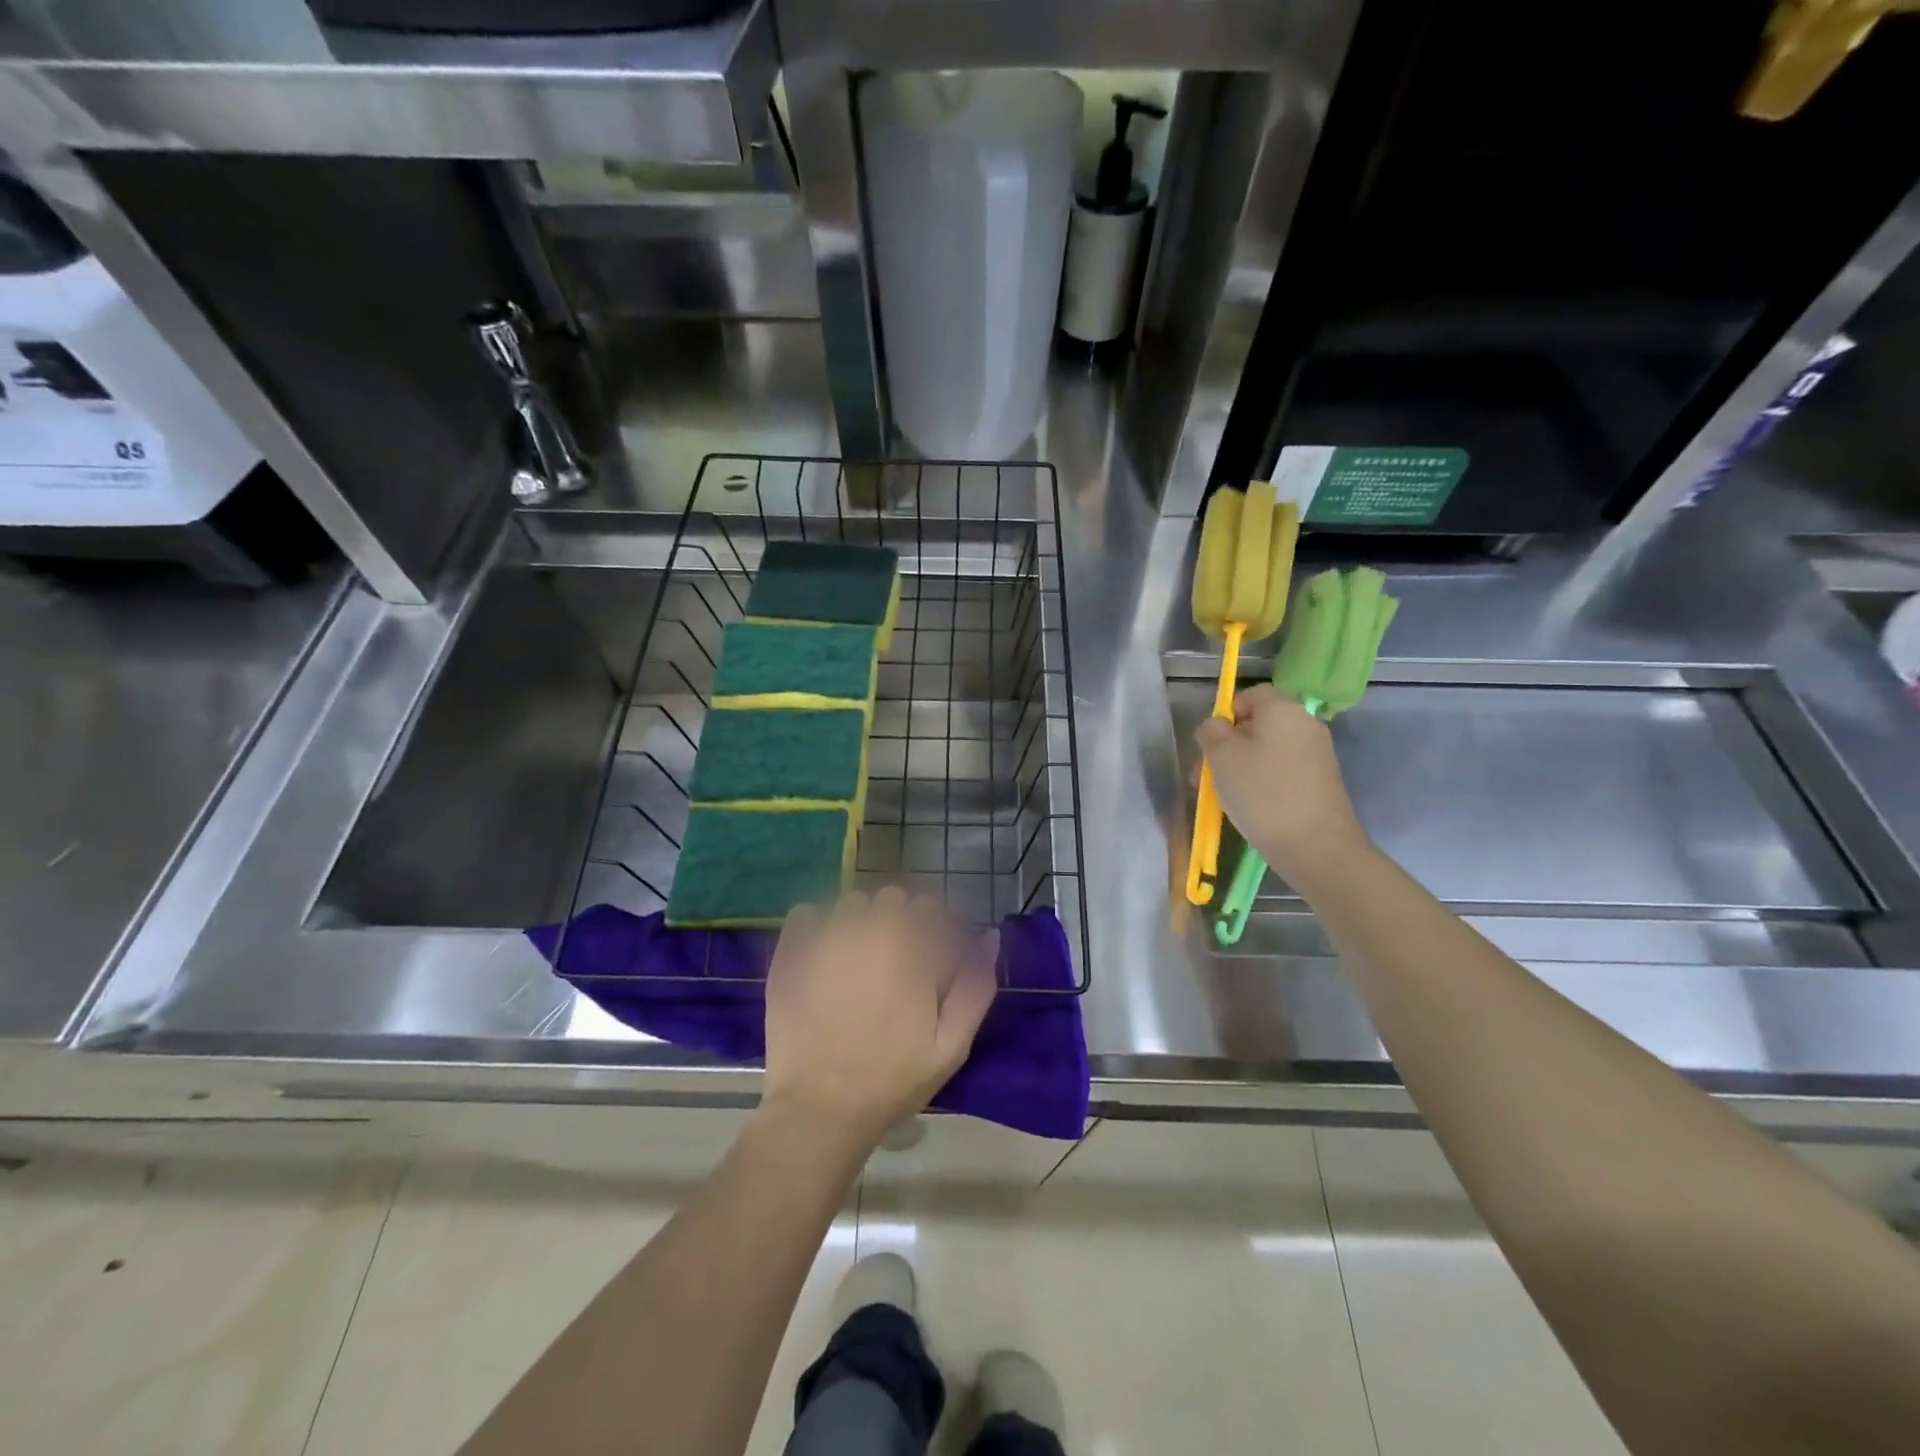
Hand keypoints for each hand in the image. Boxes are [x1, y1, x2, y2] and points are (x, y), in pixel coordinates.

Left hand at [762, 888, 997, 1150]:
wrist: (820, 1111)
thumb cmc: (892, 1080)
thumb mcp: (951, 1045)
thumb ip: (976, 985)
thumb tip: (990, 936)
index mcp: (912, 949)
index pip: (929, 908)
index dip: (932, 931)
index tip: (927, 961)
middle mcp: (870, 930)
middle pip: (891, 899)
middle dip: (897, 922)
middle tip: (893, 965)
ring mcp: (826, 938)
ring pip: (851, 904)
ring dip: (858, 922)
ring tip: (855, 962)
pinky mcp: (791, 952)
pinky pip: (805, 914)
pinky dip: (815, 927)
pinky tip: (820, 956)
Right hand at [1195, 684, 1368, 885]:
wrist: (1315, 845)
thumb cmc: (1262, 792)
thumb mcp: (1221, 756)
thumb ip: (1211, 731)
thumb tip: (1218, 726)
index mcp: (1283, 709)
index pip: (1251, 694)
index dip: (1227, 715)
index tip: (1212, 745)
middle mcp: (1305, 724)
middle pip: (1258, 725)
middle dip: (1228, 747)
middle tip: (1206, 777)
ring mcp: (1317, 754)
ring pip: (1268, 751)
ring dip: (1241, 768)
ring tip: (1223, 798)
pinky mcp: (1321, 782)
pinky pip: (1282, 771)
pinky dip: (1263, 783)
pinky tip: (1251, 807)